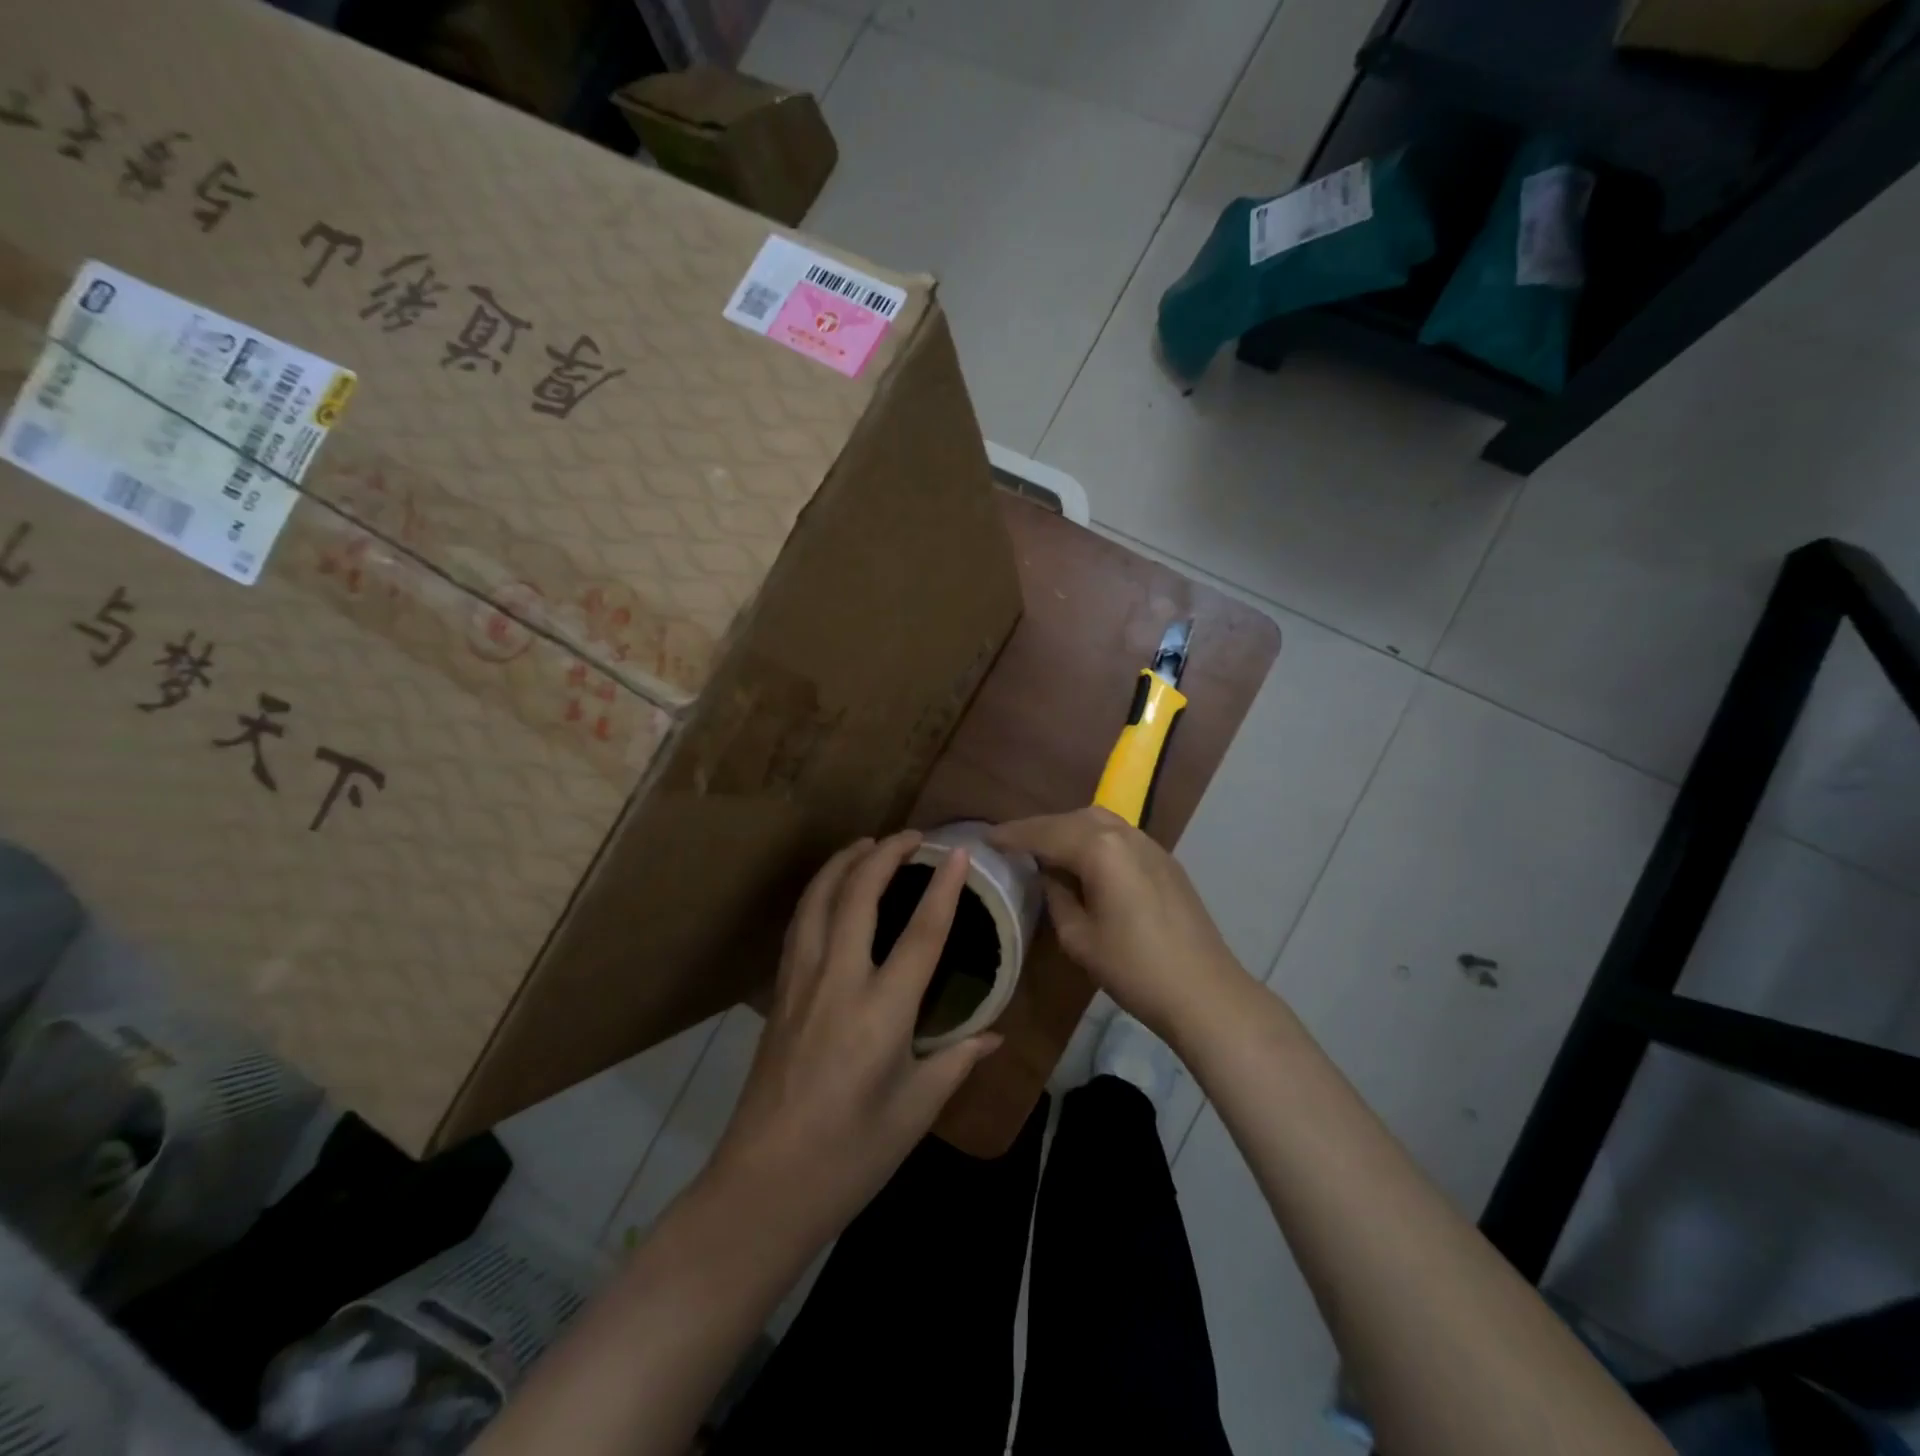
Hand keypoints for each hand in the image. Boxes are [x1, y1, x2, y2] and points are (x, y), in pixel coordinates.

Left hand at [706, 832, 1001, 1244]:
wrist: (762, 1188)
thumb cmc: (850, 1157)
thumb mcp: (915, 1112)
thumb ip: (956, 1063)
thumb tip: (994, 1035)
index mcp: (881, 1014)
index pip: (921, 934)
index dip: (943, 888)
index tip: (959, 852)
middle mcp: (837, 982)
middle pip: (857, 895)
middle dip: (885, 854)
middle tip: (912, 836)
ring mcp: (800, 983)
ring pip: (818, 900)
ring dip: (844, 862)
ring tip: (868, 844)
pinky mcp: (778, 993)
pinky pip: (800, 924)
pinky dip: (818, 891)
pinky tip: (829, 890)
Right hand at [989, 807, 1251, 1043]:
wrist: (1204, 992)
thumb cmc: (1134, 969)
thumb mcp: (1079, 937)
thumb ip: (1057, 896)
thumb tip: (1050, 875)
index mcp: (1100, 849)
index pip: (1045, 834)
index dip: (1013, 836)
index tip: (986, 838)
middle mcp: (1125, 834)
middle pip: (1072, 819)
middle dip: (1040, 828)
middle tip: (1012, 844)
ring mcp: (1150, 845)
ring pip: (1099, 822)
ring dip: (1068, 830)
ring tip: (1045, 850)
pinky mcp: (1165, 861)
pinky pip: (1119, 837)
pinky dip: (1094, 840)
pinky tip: (1084, 861)